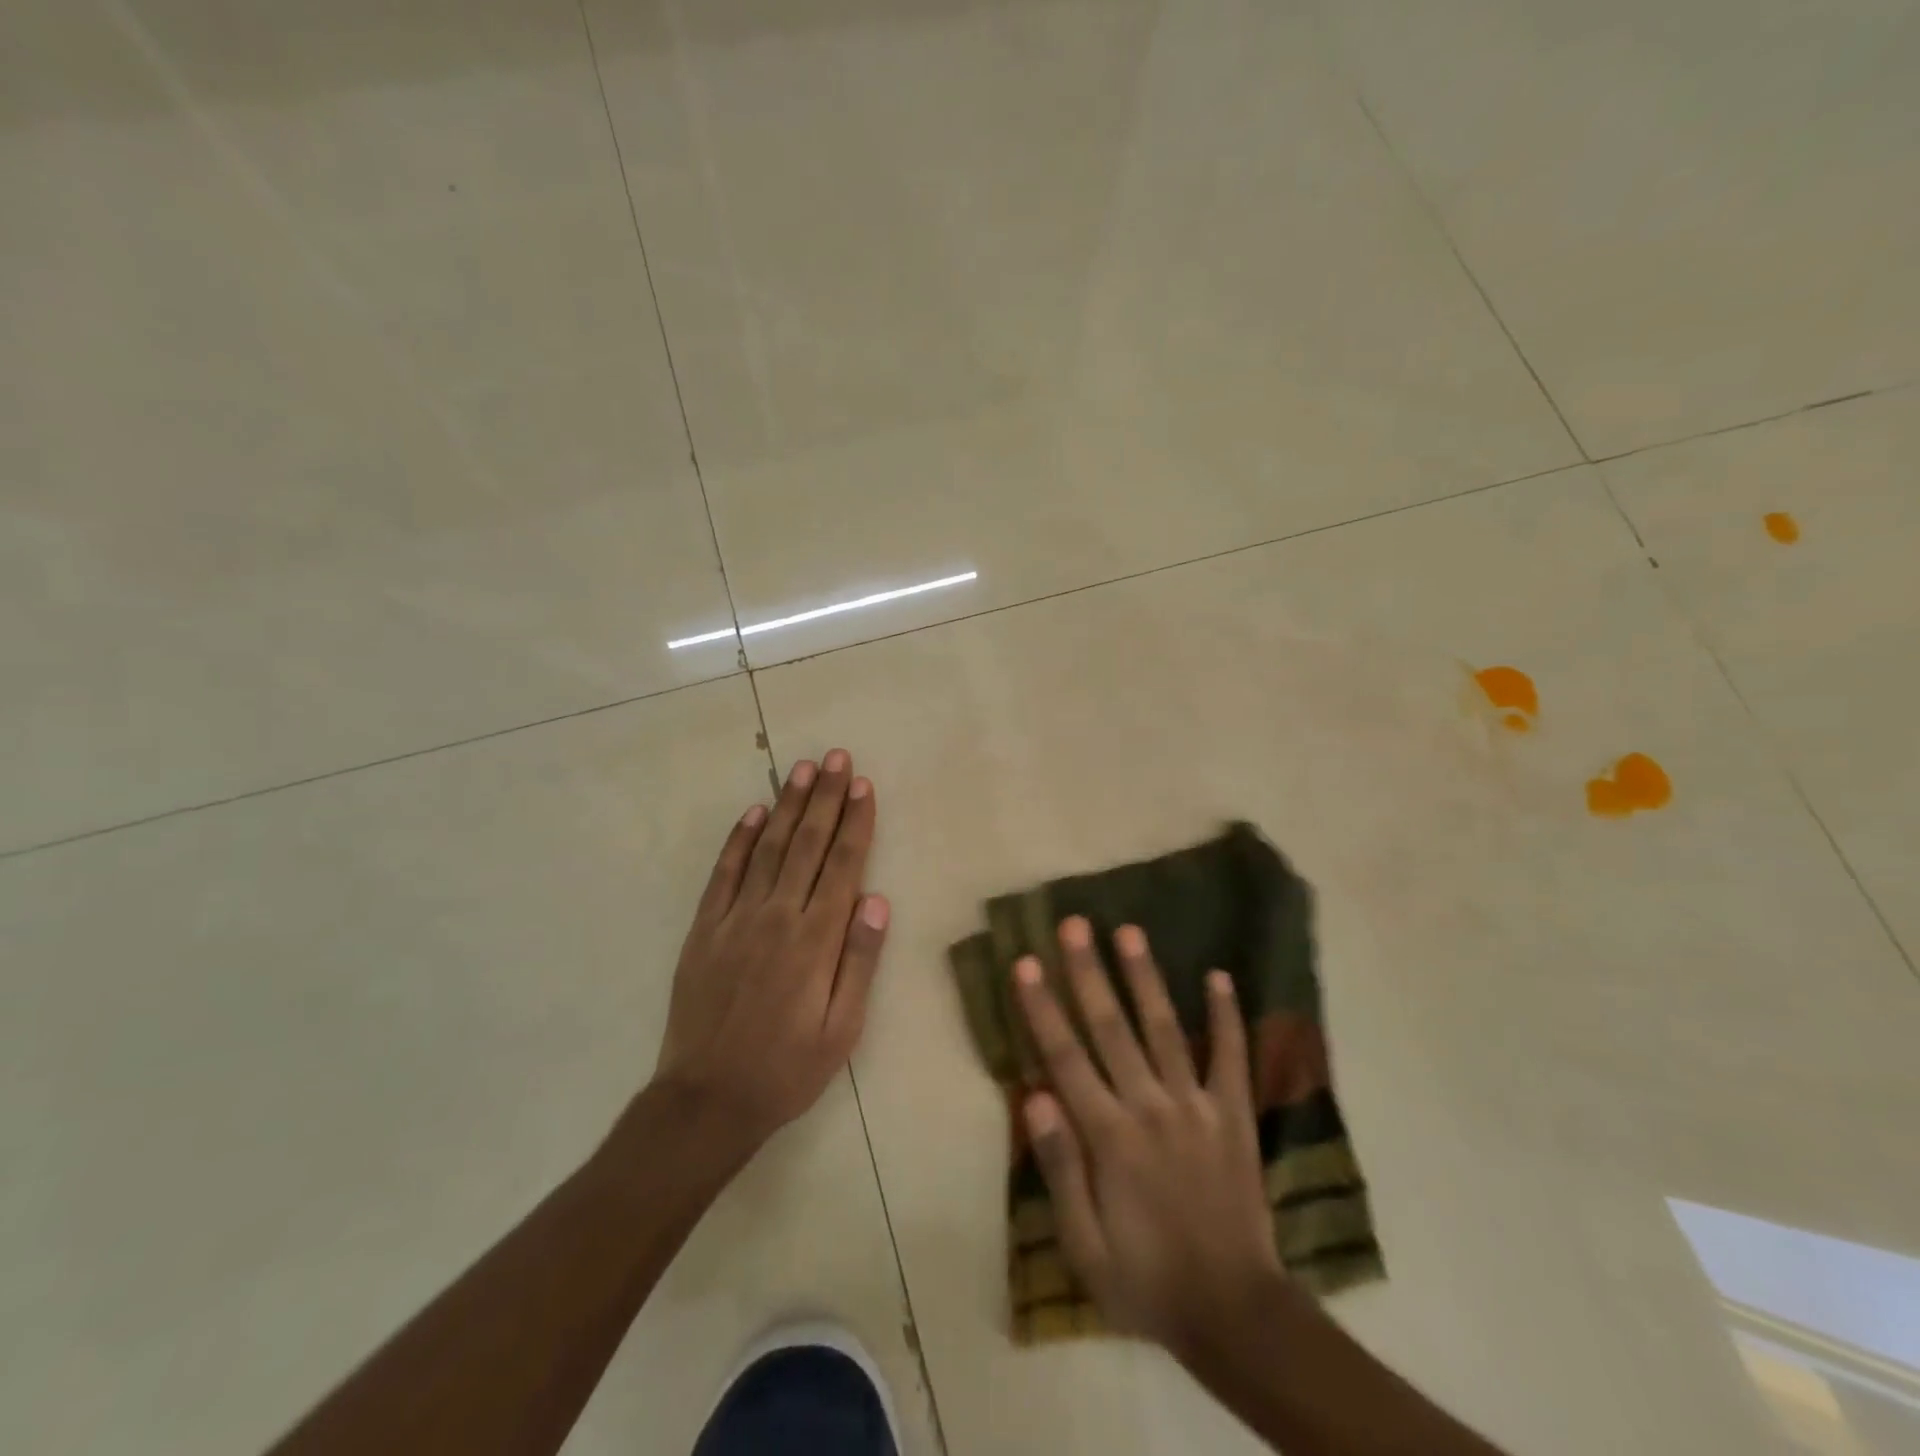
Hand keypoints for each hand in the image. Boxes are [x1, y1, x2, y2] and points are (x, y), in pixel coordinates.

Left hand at [651, 749, 889, 1157]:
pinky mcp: (703, 929)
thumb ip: (859, 962)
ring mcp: (734, 919)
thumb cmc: (787, 1070)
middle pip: (806, 844)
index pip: (842, 865)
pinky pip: (724, 874)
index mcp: (815, 940)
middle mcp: (776, 917)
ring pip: (767, 848)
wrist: (706, 1101)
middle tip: (836, 758)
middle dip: (824, 797)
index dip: (855, 822)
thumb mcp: (842, 1030)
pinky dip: (739, 840)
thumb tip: (876, 900)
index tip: (863, 785)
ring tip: (801, 769)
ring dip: (786, 806)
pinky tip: (753, 814)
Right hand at [1014, 918, 1282, 1355]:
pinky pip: (1231, 1058)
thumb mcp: (1084, 1246)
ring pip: (1165, 1029)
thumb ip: (1059, 1168)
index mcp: (1109, 1136)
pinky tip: (1220, 976)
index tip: (1026, 961)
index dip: (1042, 1007)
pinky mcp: (1234, 1115)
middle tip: (1075, 924)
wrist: (1235, 1314)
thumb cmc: (1146, 1280)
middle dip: (1088, 972)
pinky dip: (1227, 1017)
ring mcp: (1196, 1106)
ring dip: (1145, 978)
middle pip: (1111, 1027)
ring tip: (1129, 931)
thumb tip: (1034, 1095)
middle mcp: (1150, 1107)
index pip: (1065, 1057)